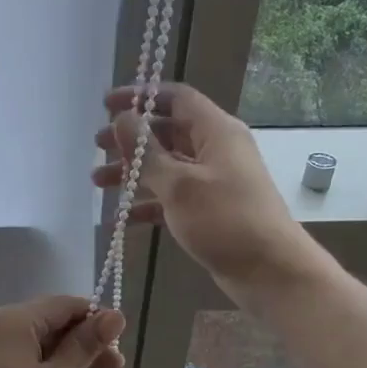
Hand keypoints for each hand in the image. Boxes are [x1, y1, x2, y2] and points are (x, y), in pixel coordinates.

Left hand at [0, 297, 124, 367]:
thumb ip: (85, 345)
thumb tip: (114, 315)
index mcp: (13, 320)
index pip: (65, 304)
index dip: (97, 321)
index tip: (118, 348)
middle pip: (50, 322)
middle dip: (84, 343)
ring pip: (36, 341)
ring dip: (67, 357)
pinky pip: (18, 356)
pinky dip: (43, 367)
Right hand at [93, 83, 315, 299]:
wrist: (269, 271)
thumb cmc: (225, 220)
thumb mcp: (179, 184)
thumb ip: (146, 152)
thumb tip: (122, 118)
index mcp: (216, 131)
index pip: (176, 98)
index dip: (141, 96)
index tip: (107, 105)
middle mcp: (215, 150)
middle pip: (167, 132)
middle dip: (131, 138)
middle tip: (97, 147)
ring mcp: (213, 181)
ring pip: (166, 167)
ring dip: (133, 172)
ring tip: (98, 183)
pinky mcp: (209, 211)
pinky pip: (171, 198)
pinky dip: (147, 204)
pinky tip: (120, 219)